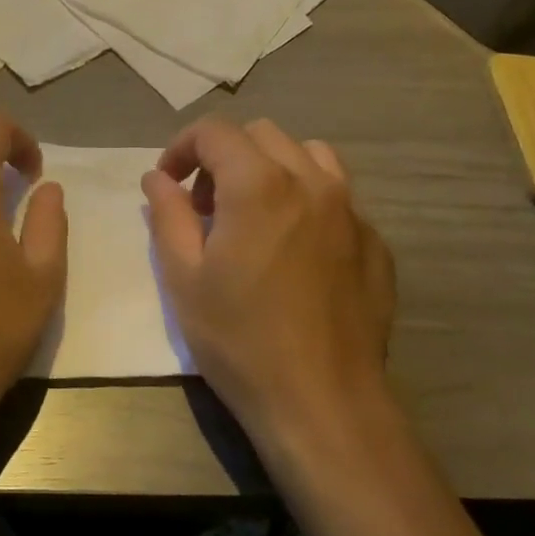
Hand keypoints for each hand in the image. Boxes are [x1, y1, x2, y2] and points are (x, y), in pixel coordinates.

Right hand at [142, 117, 396, 456]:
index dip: (181, 148)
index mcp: (260, 184)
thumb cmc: (240, 340)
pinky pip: (339, 198)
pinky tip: (296, 251)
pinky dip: (308, 202)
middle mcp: (312, 182)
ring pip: (309, 155)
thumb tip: (158, 178)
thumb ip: (167, 214)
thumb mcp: (183, 277)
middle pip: (262, 135)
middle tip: (205, 207)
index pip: (215, 131)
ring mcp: (352, 212)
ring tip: (254, 214)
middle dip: (224, 157)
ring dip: (272, 168)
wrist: (323, 404)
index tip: (168, 184)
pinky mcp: (376, 244)